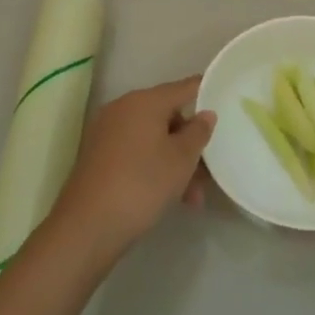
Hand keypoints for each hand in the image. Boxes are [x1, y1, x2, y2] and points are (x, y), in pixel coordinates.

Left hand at [54, 76, 216, 254]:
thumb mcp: (182, 159)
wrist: (87, 226)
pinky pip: (136, 152)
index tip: (227, 103)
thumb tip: (205, 114)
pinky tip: (169, 197)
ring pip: (153, 139)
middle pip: (168, 116)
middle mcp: (123, 109)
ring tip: (192, 198)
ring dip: (175, 162)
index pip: (184, 87)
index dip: (207, 93)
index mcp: (144, 101)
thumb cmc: (142, 184)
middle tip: (209, 170)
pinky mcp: (98, 156)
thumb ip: (198, 132)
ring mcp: (107, 132)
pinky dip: (154, 167)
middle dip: (190, 142)